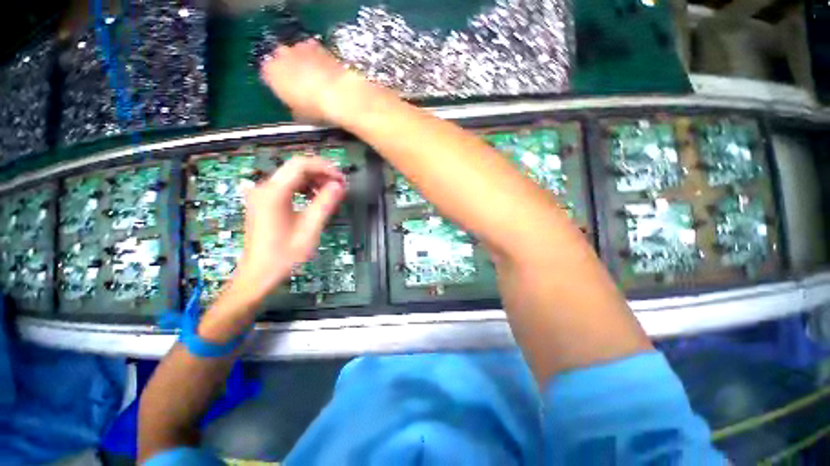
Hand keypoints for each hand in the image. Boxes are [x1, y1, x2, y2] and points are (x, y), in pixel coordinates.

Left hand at [229, 156, 345, 305]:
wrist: (259, 274)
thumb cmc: (285, 254)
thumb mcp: (310, 229)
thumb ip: (325, 204)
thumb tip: (338, 185)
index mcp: (274, 193)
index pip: (301, 165)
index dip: (325, 167)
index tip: (341, 179)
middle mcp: (264, 188)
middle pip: (296, 168)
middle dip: (321, 174)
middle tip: (340, 187)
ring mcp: (262, 195)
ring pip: (292, 176)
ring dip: (314, 181)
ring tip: (330, 194)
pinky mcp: (264, 202)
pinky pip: (287, 187)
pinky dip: (304, 189)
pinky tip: (315, 199)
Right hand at [259, 38, 377, 124]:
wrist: (338, 94)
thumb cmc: (315, 108)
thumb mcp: (299, 114)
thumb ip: (292, 106)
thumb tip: (296, 108)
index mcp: (270, 73)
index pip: (268, 76)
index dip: (279, 85)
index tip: (288, 94)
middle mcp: (280, 55)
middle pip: (281, 60)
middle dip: (290, 70)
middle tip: (302, 86)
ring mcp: (299, 47)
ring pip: (297, 54)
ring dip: (304, 63)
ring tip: (317, 80)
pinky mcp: (318, 45)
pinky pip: (313, 52)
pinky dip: (317, 60)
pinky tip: (326, 73)